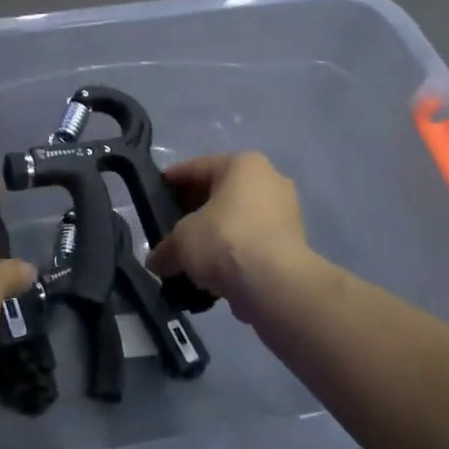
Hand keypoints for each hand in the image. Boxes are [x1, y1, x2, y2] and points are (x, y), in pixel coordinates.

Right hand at [146, 153, 312, 310]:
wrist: (275, 283)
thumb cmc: (224, 240)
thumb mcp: (180, 241)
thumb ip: (165, 248)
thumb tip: (156, 262)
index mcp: (243, 165)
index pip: (197, 167)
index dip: (172, 181)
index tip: (156, 193)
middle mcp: (270, 180)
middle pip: (221, 193)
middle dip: (194, 211)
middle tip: (171, 227)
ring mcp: (285, 213)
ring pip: (238, 220)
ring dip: (215, 236)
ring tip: (191, 256)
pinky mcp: (293, 245)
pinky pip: (253, 243)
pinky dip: (233, 255)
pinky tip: (213, 274)